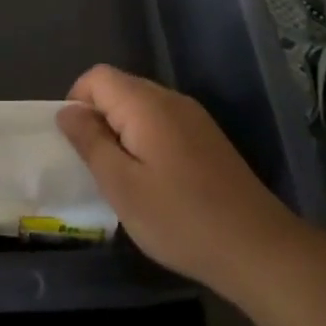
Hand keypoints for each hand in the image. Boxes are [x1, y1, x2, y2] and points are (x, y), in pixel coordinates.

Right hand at [58, 65, 297, 296]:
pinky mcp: (208, 138)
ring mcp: (194, 118)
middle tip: (97, 167)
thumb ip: (90, 142)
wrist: (257, 248)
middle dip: (99, 119)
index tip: (77, 145)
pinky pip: (163, 123)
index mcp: (147, 104)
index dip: (77, 102)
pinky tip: (154, 182)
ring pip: (141, 107)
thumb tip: (67, 112)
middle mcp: (171, 100)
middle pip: (120, 88)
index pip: (97, 77)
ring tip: (123, 178)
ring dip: (122, 132)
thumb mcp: (121, 186)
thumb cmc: (180, 219)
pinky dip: (146, 141)